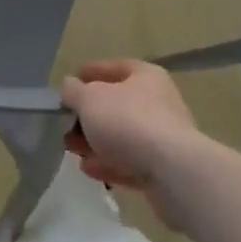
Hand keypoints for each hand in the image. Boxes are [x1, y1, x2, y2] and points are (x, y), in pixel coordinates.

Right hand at [61, 60, 200, 210]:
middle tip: (66, 123)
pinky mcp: (165, 171)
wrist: (174, 173)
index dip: (89, 73)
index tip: (69, 84)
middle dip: (89, 115)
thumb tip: (70, 88)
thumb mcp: (89, 98)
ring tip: (72, 149)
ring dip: (96, 142)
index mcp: (145, 76)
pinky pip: (131, 163)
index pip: (112, 67)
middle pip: (116, 105)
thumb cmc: (128, 121)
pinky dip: (109, 164)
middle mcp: (159, 103)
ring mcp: (164, 139)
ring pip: (122, 136)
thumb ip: (73, 91)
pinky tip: (88, 169)